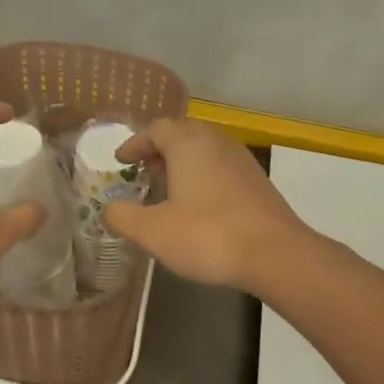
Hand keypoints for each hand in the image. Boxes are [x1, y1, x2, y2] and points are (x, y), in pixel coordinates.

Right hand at [101, 118, 311, 292]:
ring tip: (169, 188)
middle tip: (144, 172)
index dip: (135, 143)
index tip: (122, 161)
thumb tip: (108, 210)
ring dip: (183, 162)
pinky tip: (199, 204)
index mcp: (189, 144)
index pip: (156, 129)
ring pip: (205, 149)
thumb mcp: (153, 231)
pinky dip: (204, 175)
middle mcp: (216, 142)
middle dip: (160, 150)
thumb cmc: (208, 235)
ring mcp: (241, 159)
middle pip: (183, 133)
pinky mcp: (257, 180)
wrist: (275, 253)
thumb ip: (123, 217)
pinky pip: (222, 166)